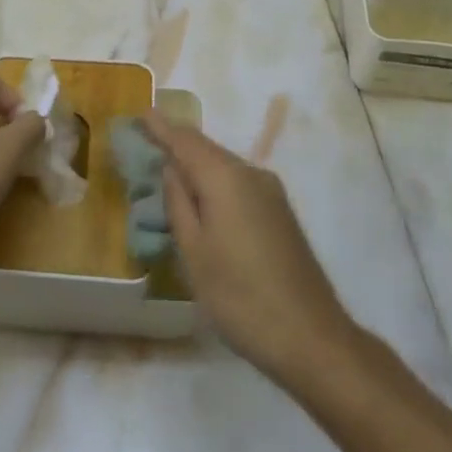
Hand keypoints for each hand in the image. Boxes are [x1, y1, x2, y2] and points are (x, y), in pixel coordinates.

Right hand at [142, 114, 354, 385]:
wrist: (311, 338)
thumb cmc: (239, 296)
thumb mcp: (193, 252)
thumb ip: (178, 203)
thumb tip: (171, 169)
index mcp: (226, 179)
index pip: (185, 141)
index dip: (161, 127)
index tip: (140, 113)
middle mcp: (251, 175)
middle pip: (206, 149)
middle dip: (176, 144)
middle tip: (146, 142)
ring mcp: (271, 194)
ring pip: (224, 167)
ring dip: (195, 165)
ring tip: (166, 169)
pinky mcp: (280, 214)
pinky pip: (238, 184)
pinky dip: (213, 183)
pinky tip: (201, 199)